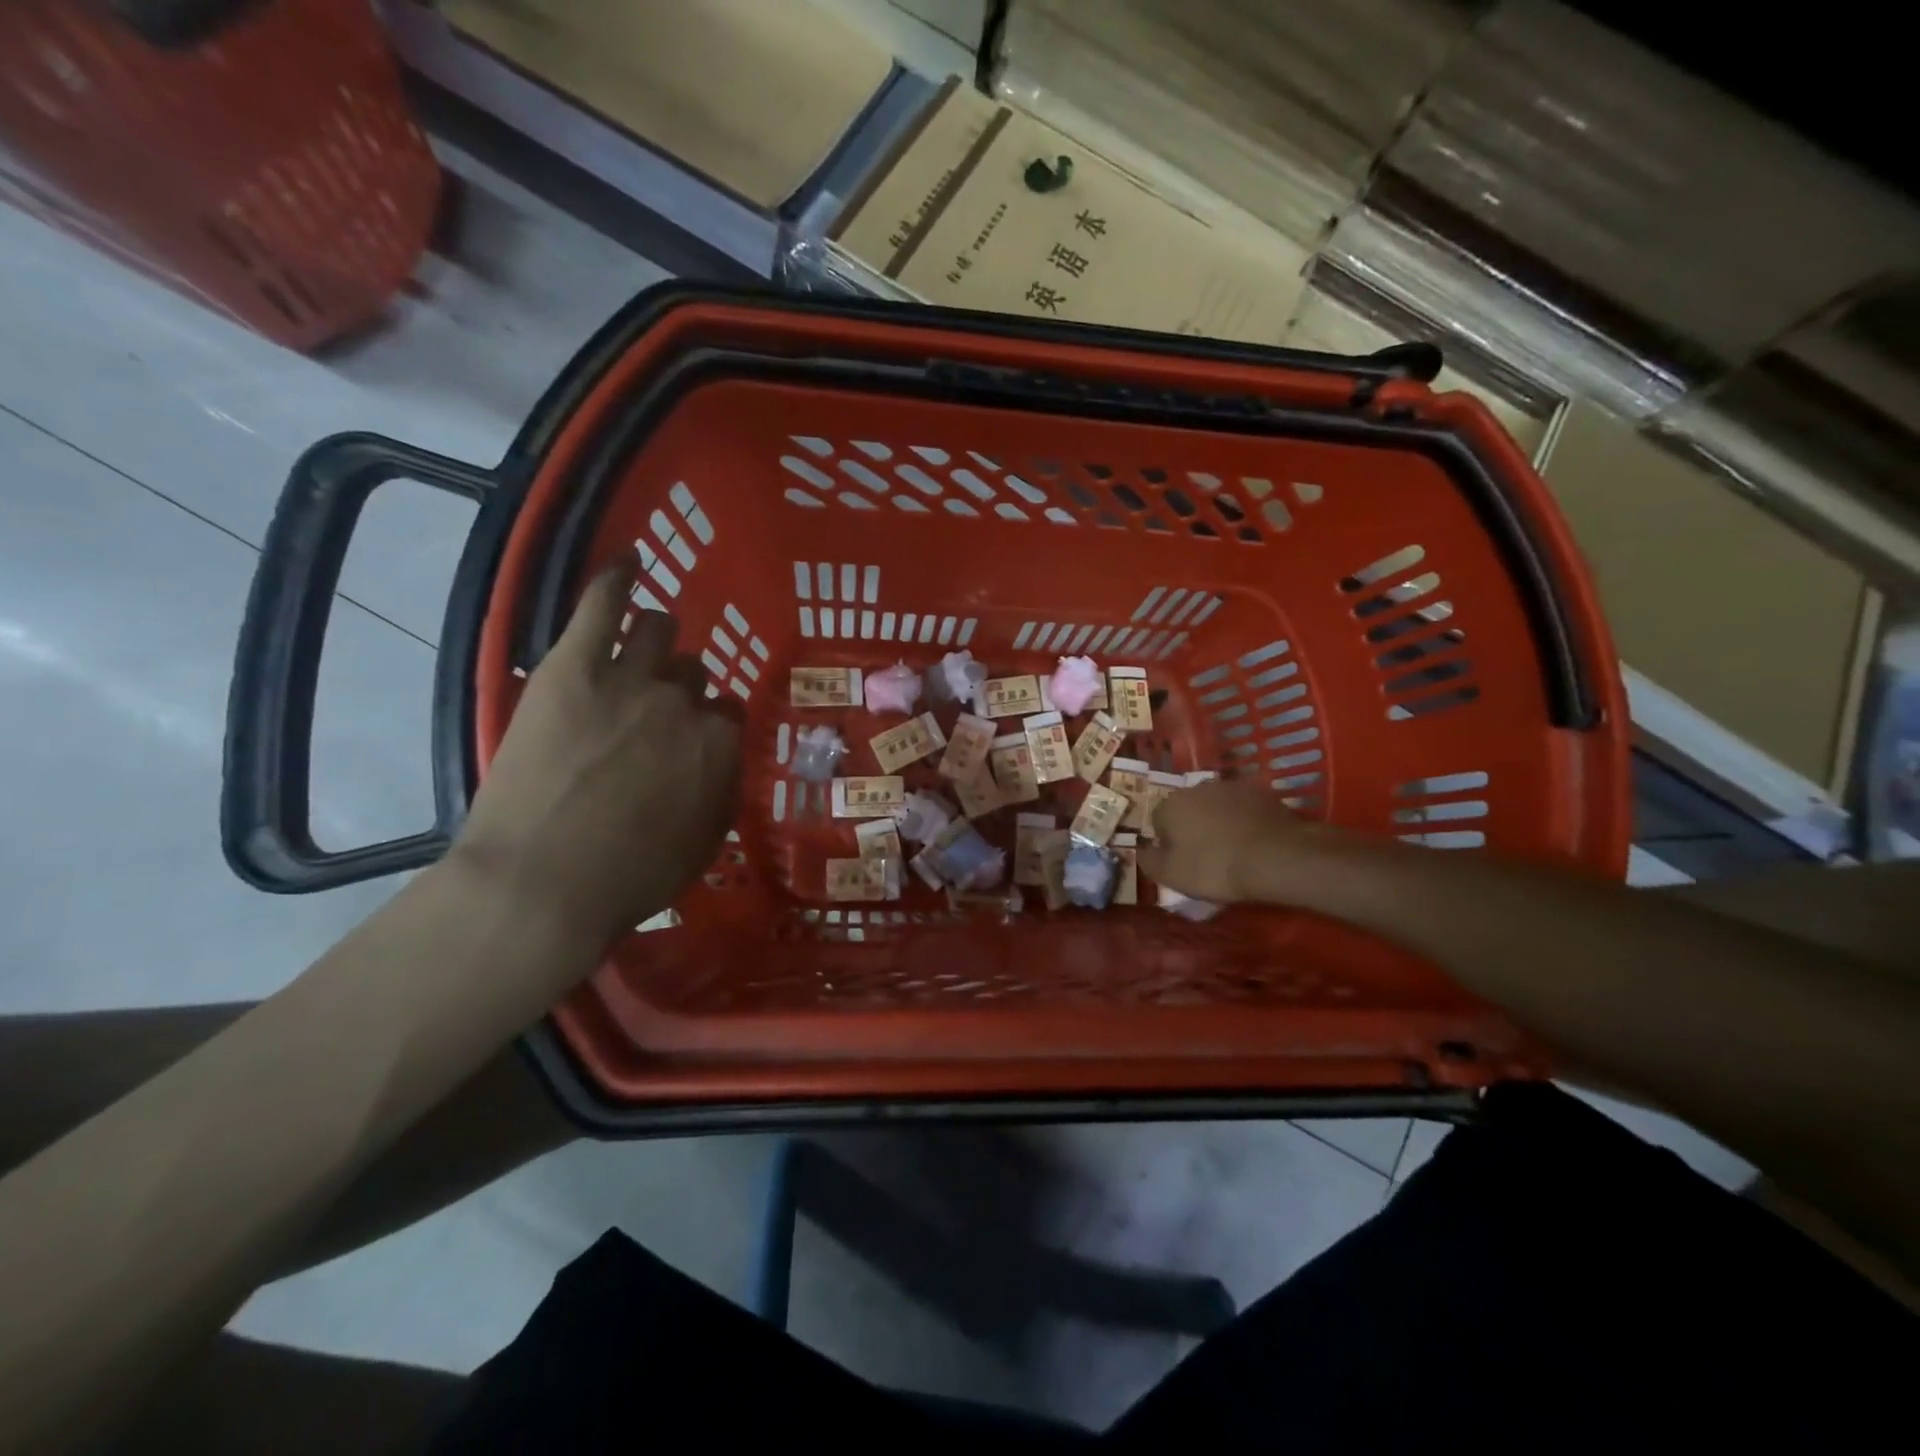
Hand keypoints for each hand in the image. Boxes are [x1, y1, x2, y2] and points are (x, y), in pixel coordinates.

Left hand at [451, 558, 741, 949]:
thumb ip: (721, 793)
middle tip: (653, 711)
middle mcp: (685, 701)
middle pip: (693, 673)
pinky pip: (603, 602)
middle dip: (681, 687)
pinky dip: (619, 577)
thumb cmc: (629, 879)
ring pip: (659, 630)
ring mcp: (630, 676)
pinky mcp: (574, 664)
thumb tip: (722, 763)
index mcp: (719, 745)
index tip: (691, 741)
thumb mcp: (702, 846)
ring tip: (643, 645)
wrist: (541, 884)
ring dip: (657, 638)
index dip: (709, 725)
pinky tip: (629, 561)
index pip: (727, 714)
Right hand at [1137, 779, 1319, 903]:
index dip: (1168, 844)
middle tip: (1207, 858)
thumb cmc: (1215, 868)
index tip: (1183, 863)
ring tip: (1233, 851)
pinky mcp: (1261, 793)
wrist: (1277, 857)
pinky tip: (1253, 843)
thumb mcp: (1171, 875)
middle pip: (1187, 810)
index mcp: (1170, 804)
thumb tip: (1140, 850)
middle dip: (1193, 829)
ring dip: (1218, 823)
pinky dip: (1244, 822)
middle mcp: (1196, 787)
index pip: (1158, 822)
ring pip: (1215, 807)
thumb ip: (1148, 861)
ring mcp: (1231, 787)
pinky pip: (1243, 809)